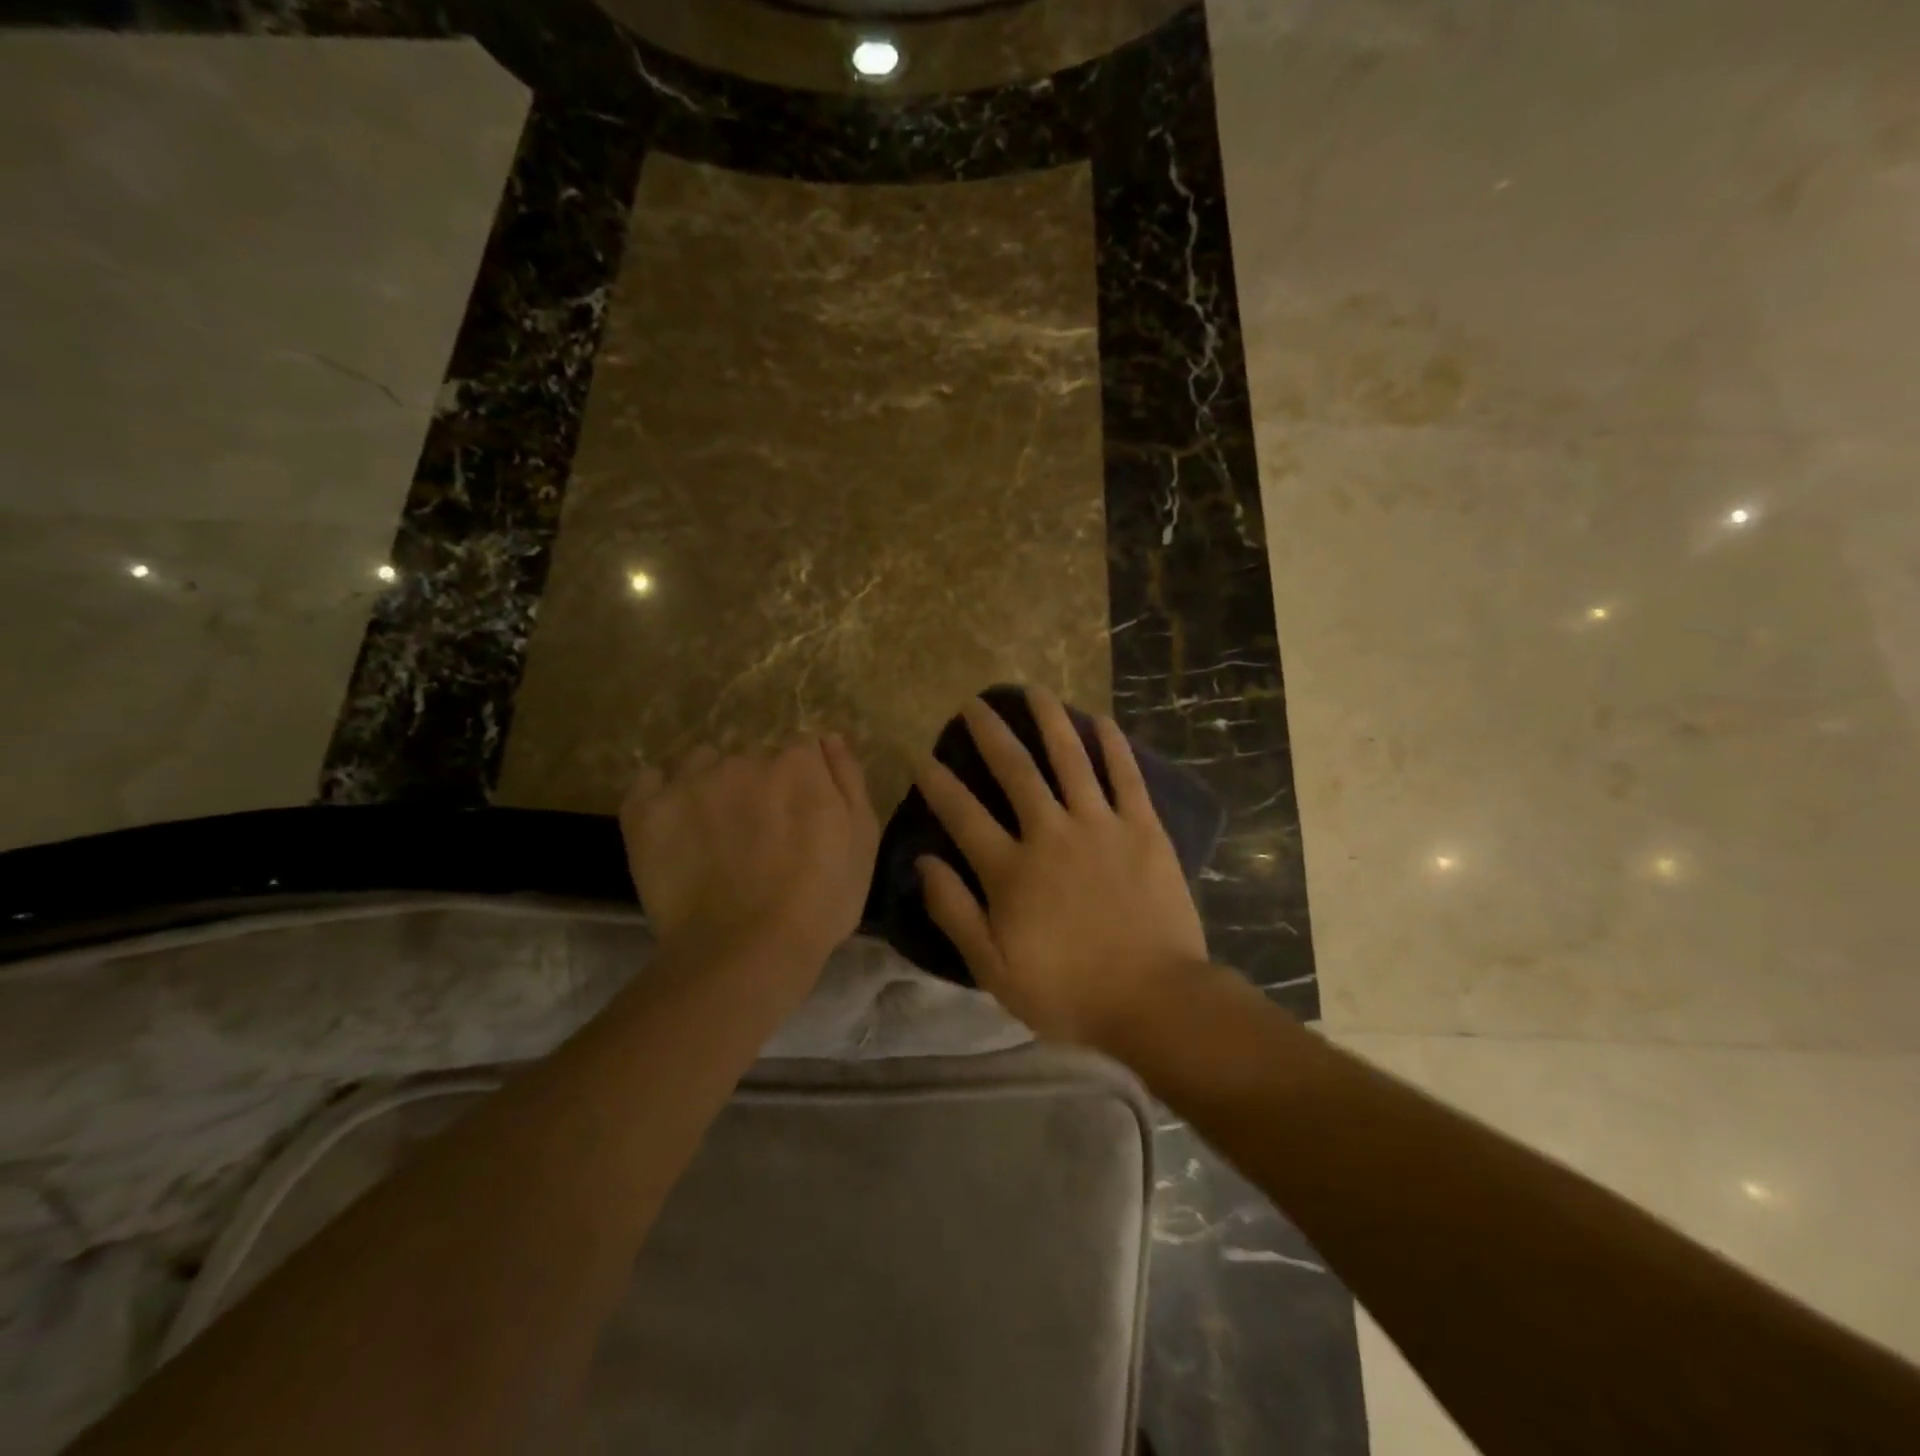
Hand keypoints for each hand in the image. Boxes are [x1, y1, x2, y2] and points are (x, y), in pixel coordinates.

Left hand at [621, 735, 879, 993]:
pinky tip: (674, 825)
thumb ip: (848, 779)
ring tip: (713, 831)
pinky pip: (650, 782)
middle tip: (758, 833)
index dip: (802, 781)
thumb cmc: (820, 901)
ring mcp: (691, 782)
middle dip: (757, 784)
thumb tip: (829, 738)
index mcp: (798, 764)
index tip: (800, 814)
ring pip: (702, 763)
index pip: (801, 749)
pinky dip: (661, 796)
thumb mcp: (862, 840)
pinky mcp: (647, 809)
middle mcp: (744, 759)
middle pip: (752, 756)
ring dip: (710, 784)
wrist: (747, 952)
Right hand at [913, 688, 1208, 1048]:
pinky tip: (1099, 719)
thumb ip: (955, 912)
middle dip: (990, 734)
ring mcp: (1100, 826)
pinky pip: (1125, 776)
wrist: (1154, 1001)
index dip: (938, 784)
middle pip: (1015, 771)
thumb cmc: (1068, 992)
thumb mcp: (994, 969)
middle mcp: (1050, 834)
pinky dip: (1112, 744)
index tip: (922, 757)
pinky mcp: (1142, 828)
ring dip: (1049, 720)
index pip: (963, 814)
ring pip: (1069, 758)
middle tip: (974, 705)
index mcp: (1011, 870)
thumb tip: (923, 862)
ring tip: (1032, 690)